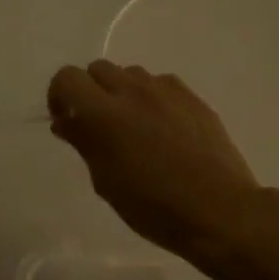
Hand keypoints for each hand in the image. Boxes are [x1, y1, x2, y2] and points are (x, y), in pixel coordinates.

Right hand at [48, 61, 267, 266]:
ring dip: (121, 92)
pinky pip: (160, 84)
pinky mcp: (192, 97)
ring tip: (132, 126)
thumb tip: (66, 122)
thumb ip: (83, 142)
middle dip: (89, 91)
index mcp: (104, 114)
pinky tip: (161, 128)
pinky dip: (150, 97)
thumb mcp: (106, 181)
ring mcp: (166, 91)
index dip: (59, 97)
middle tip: (96, 125)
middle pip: (97, 69)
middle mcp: (133, 91)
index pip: (67, 78)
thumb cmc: (153, 206)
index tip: (66, 122)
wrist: (218, 210)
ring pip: (130, 73)